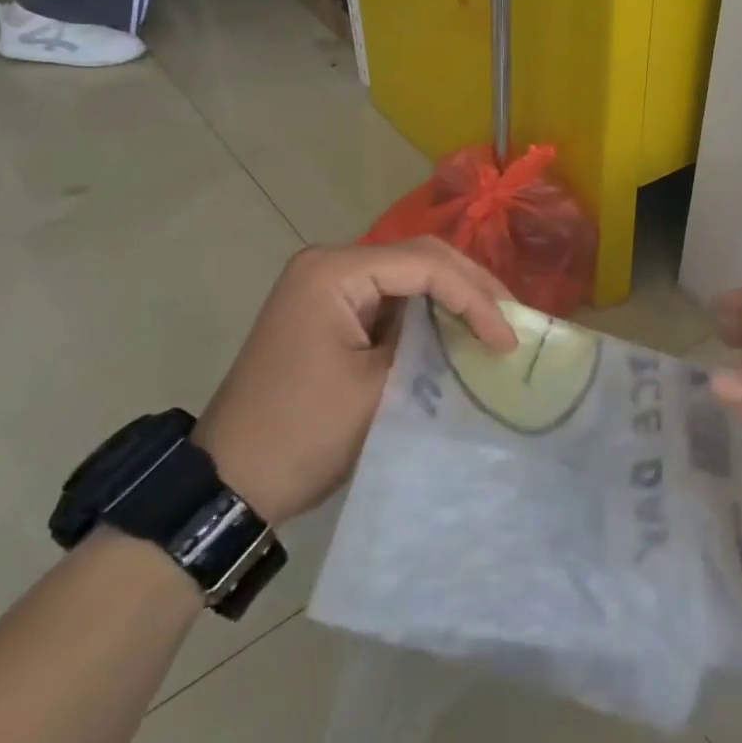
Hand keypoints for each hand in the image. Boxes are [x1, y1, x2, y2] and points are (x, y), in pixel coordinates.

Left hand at [194, 240, 517, 523]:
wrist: (228, 484)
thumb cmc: (302, 434)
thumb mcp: (377, 390)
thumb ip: (433, 346)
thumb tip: (480, 333)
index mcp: (333, 271)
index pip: (425, 265)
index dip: (475, 298)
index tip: (507, 341)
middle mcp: (330, 264)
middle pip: (420, 258)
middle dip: (471, 287)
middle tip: (513, 320)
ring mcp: (328, 286)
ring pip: (411, 275)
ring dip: (455, 297)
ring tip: (497, 323)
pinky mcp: (332, 311)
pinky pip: (392, 299)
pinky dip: (430, 313)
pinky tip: (460, 331)